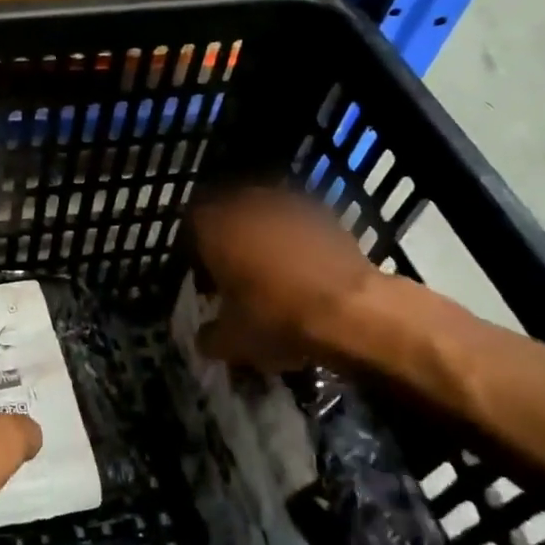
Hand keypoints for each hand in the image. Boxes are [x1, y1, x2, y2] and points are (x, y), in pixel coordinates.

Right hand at [190, 187, 379, 370]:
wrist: (353, 311)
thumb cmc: (276, 318)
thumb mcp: (233, 340)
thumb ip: (210, 336)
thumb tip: (203, 339)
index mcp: (213, 226)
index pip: (192, 224)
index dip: (196, 249)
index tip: (205, 275)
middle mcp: (245, 205)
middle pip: (228, 213)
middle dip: (231, 237)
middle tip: (236, 270)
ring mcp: (287, 204)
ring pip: (265, 216)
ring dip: (264, 235)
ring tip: (272, 269)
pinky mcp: (324, 214)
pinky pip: (298, 224)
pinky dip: (296, 241)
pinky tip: (304, 269)